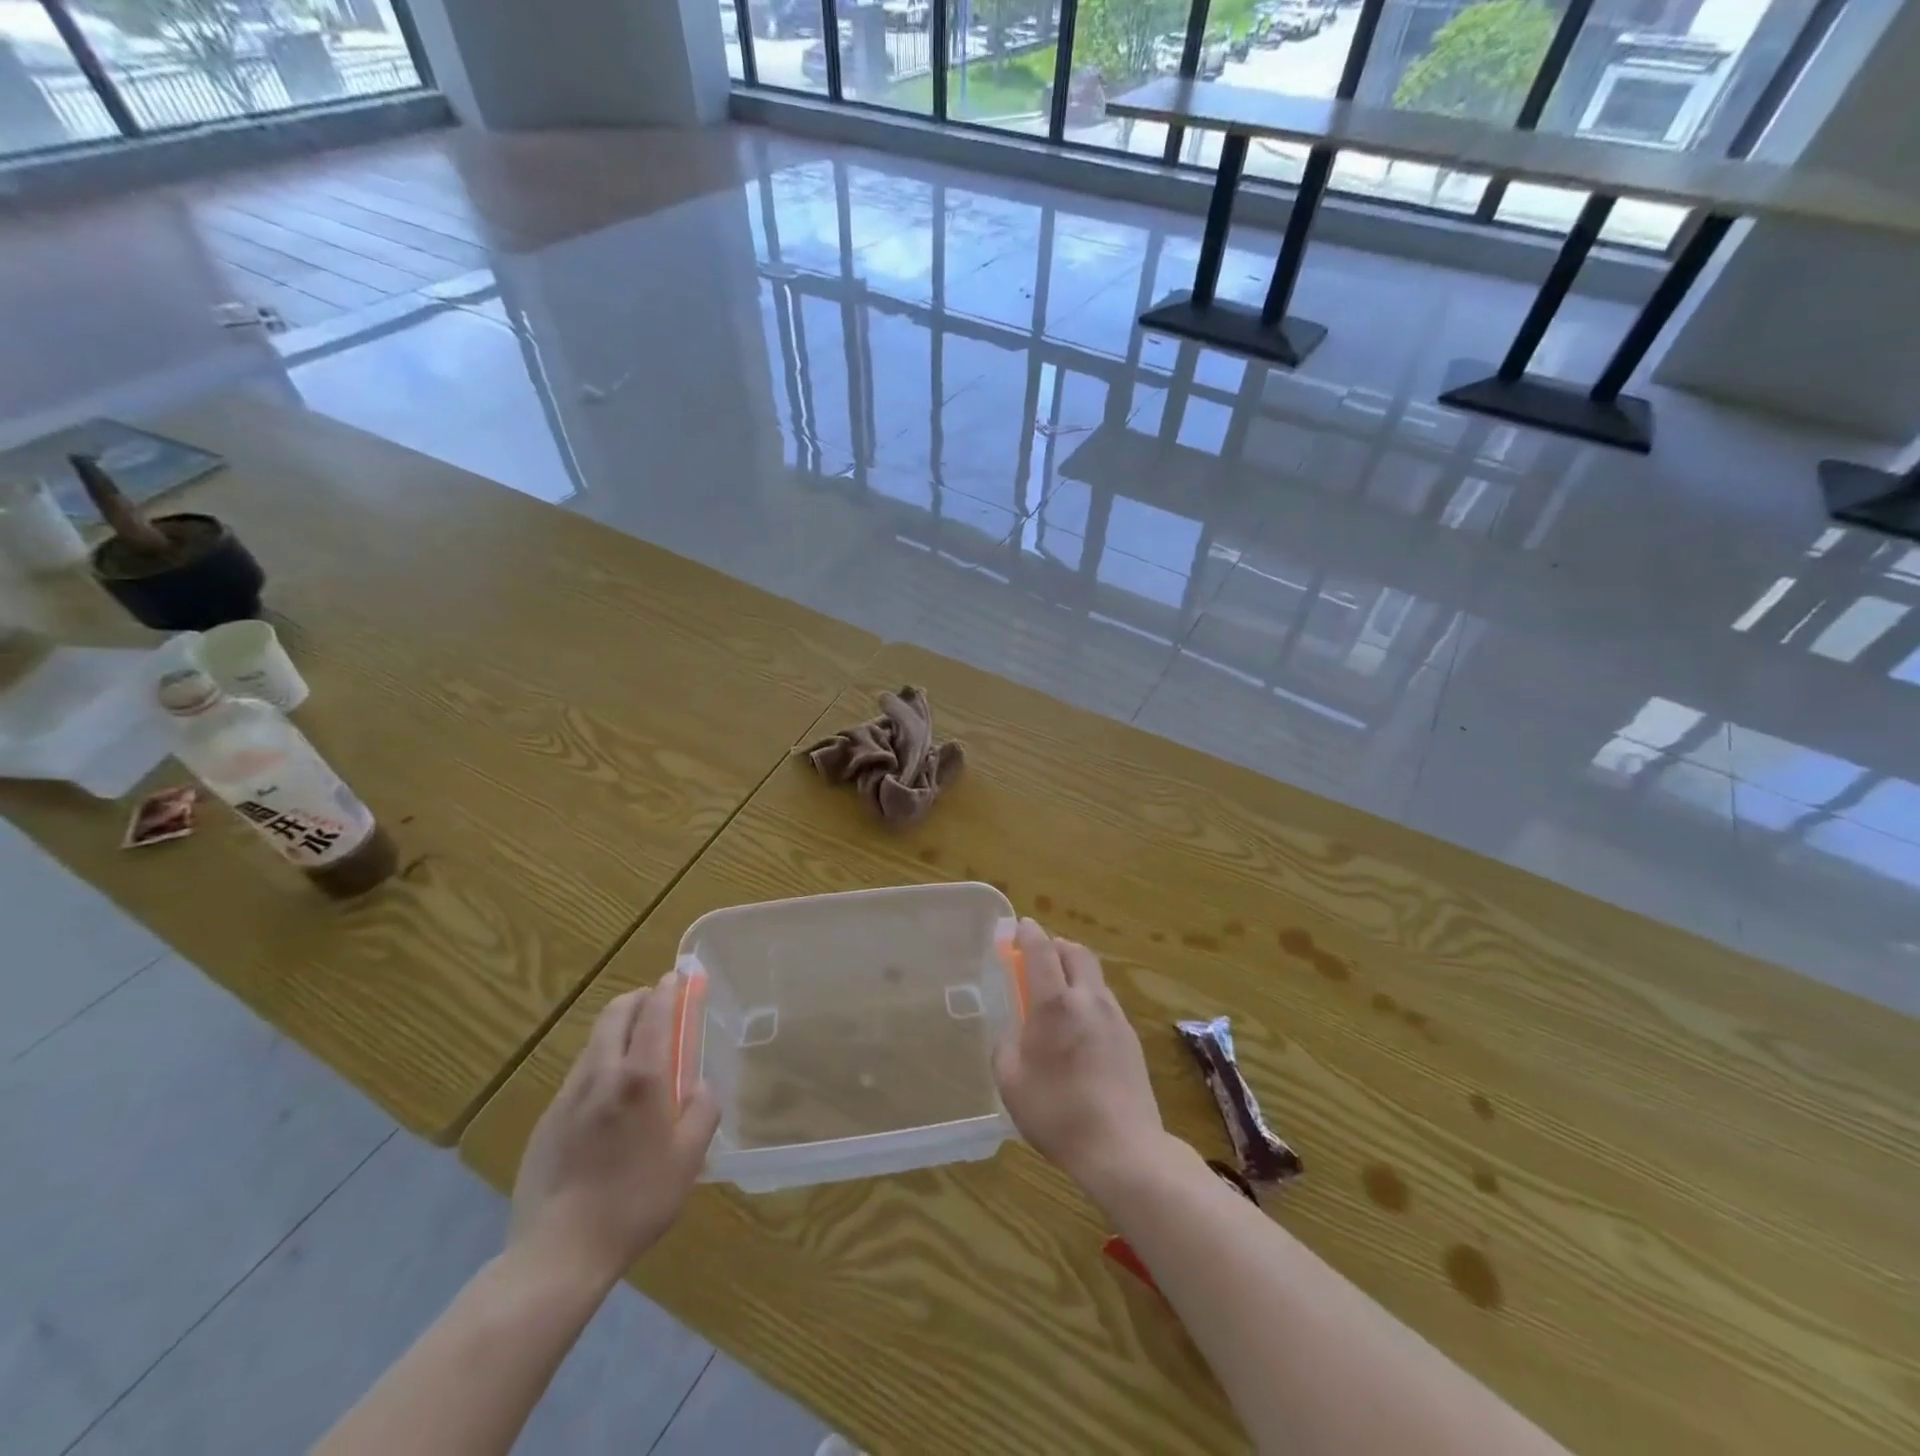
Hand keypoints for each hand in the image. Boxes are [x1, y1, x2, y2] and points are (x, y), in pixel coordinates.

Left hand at [509, 971, 719, 1286]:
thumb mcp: (690, 1157)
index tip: (679, 977)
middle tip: (658, 1004)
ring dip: (617, 1030)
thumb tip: (699, 1086)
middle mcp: (602, 1074)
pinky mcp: (546, 1121)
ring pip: (594, 1042)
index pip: (654, 1011)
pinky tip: (610, 1100)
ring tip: (637, 1052)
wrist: (558, 1254)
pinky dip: (600, 1065)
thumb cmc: (636, 1201)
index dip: (668, 988)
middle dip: (638, 999)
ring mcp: (568, 1096)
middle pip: (615, 1013)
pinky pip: (579, 1075)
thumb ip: (702, 1109)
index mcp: (641, 1077)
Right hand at [993, 919, 1167, 1197]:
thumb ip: (1006, 1046)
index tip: (1019, 927)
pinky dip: (1088, 998)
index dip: (1028, 933)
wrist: (1122, 1148)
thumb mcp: (1011, 1082)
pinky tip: (1080, 1028)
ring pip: (1094, 976)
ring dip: (1075, 972)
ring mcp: (1115, 1017)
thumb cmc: (1057, 1113)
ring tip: (1058, 995)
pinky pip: (1105, 1002)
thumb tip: (1013, 1031)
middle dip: (1056, 946)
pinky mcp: (1131, 1038)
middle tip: (1039, 958)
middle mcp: (1088, 999)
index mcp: (1055, 1004)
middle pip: (1076, 953)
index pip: (1041, 950)